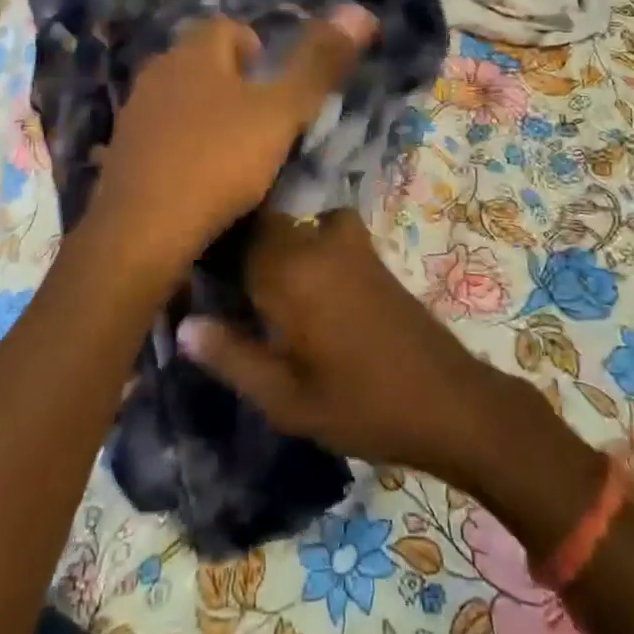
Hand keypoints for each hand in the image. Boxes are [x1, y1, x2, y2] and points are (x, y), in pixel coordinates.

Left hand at [79, 8, 376, 288]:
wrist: (141, 231)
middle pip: (204, 61)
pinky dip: (184, 144)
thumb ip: (318, 65)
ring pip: (182, 97)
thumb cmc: (218, 161)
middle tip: (263, 122)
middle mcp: (158, 71)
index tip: (277, 88)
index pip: (228, 27)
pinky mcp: (122, 150)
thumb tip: (359, 10)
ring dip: (208, 114)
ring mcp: (135, 111)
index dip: (258, 49)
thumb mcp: (281, 113)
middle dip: (235, 82)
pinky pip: (163, 132)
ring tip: (235, 151)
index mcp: (193, 52)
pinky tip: (199, 176)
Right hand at [177, 211, 530, 485]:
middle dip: (237, 252)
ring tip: (261, 292)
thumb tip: (184, 325)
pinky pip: (320, 228)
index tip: (194, 287)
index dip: (207, 260)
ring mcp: (346, 240)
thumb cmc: (362, 407)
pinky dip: (304, 242)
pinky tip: (304, 282)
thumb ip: (232, 357)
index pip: (230, 243)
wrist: (449, 401)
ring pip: (290, 227)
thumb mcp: (287, 400)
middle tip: (225, 297)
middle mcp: (314, 241)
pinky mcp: (368, 249)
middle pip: (259, 228)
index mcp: (289, 272)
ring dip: (271, 247)